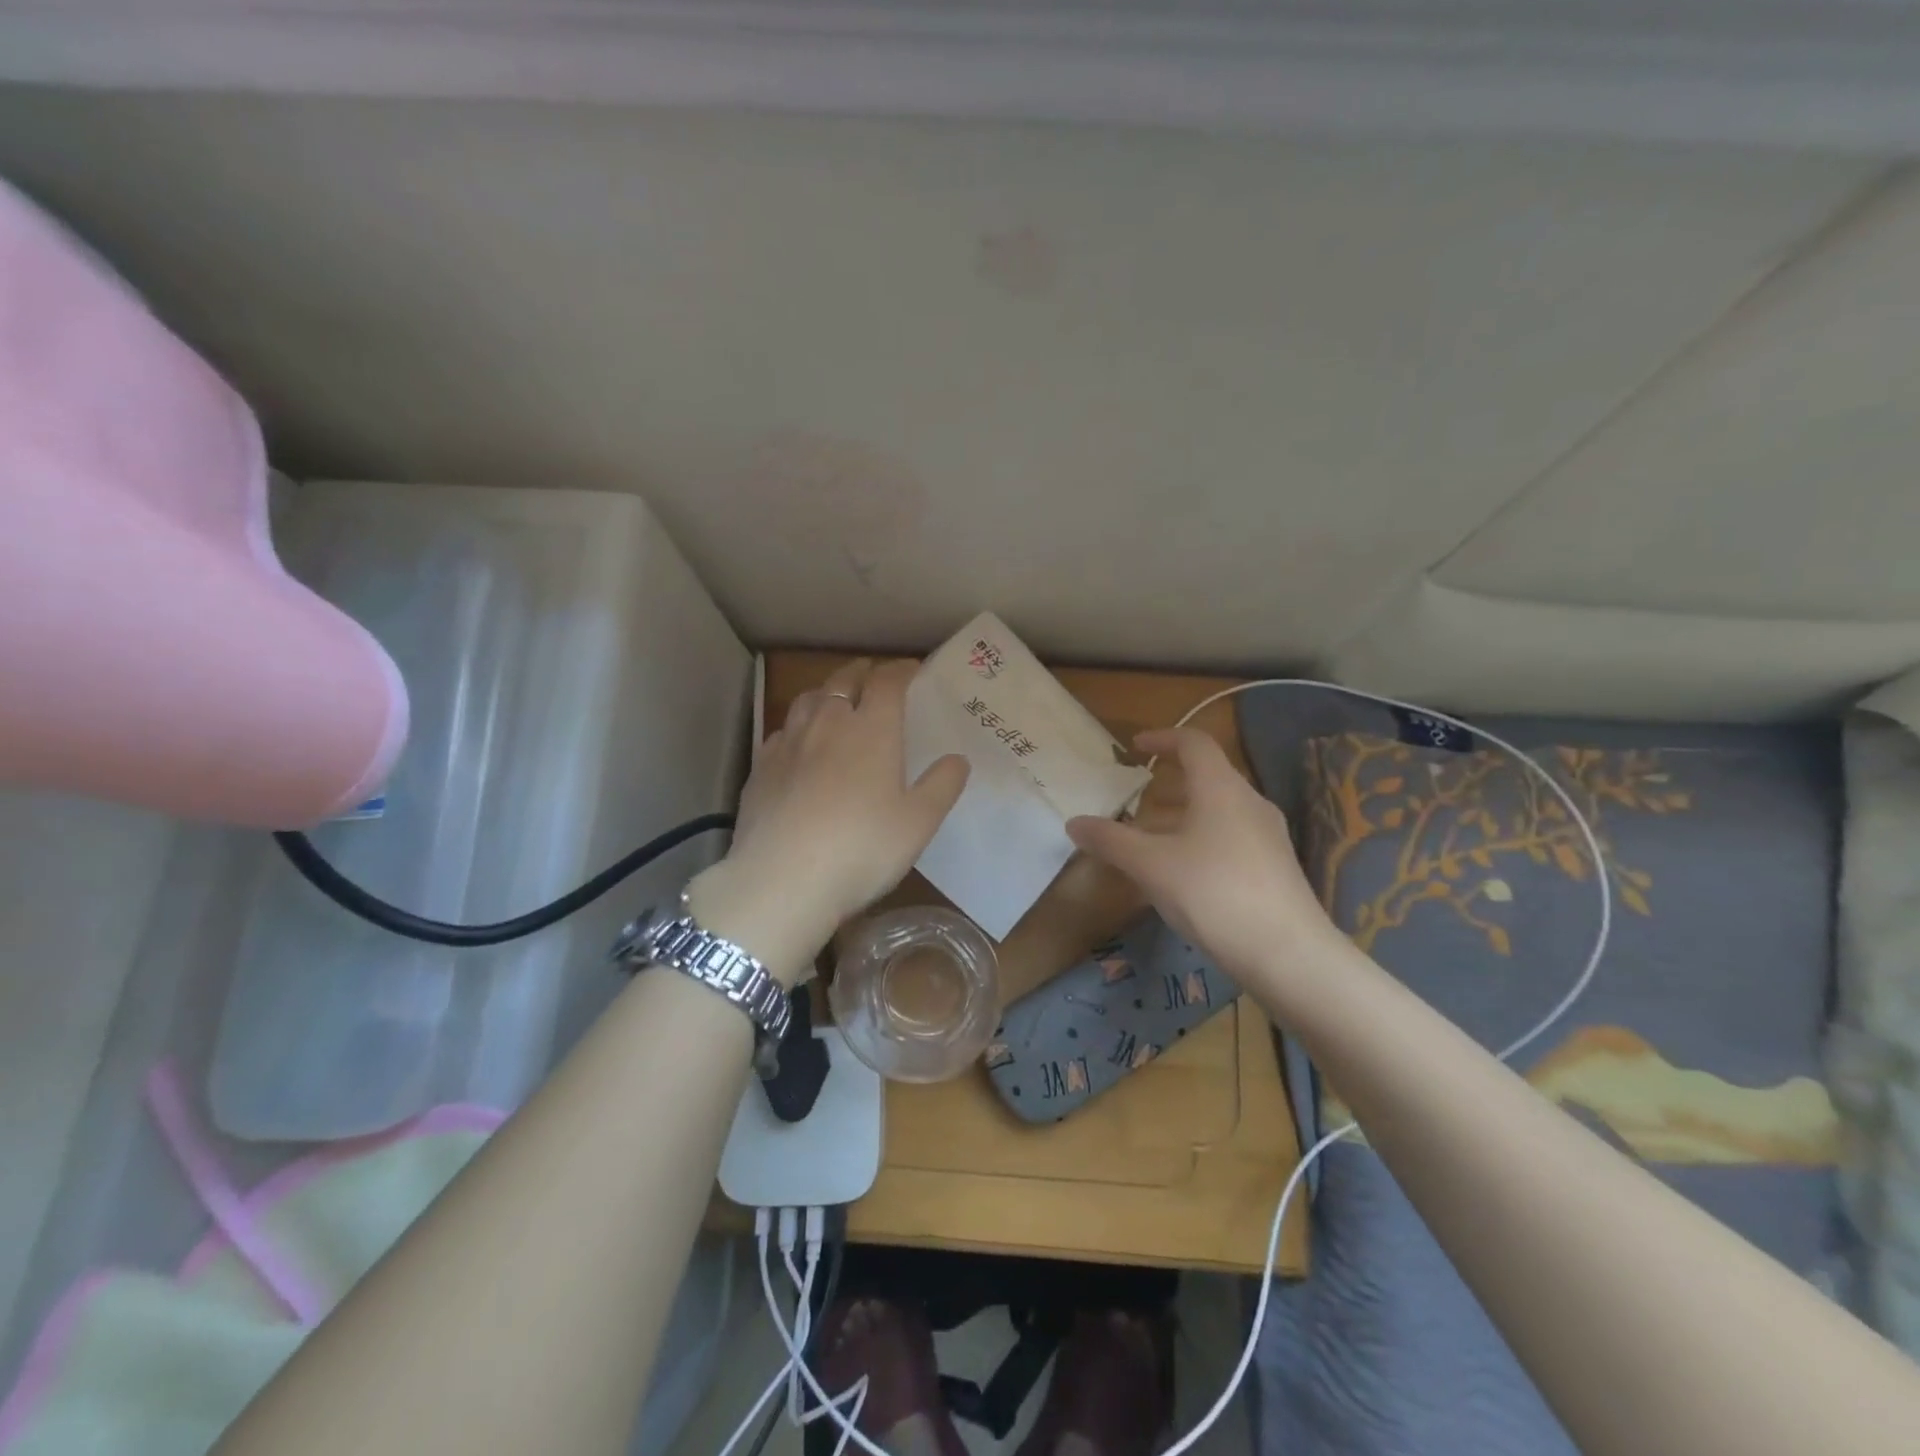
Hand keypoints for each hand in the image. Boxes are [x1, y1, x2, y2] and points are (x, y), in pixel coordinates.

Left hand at [687, 659, 968, 984]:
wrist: (782, 880)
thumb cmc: (862, 848)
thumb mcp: (919, 823)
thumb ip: (942, 786)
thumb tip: (957, 759)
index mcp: (871, 729)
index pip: (887, 681)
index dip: (901, 670)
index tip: (912, 670)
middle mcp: (827, 724)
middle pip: (842, 681)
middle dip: (861, 673)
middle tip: (872, 675)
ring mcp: (788, 744)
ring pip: (807, 700)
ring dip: (826, 693)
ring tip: (835, 701)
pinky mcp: (760, 769)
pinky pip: (782, 732)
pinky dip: (797, 727)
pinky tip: (799, 745)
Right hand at [1065, 727, 1348, 1000]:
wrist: (1287, 954)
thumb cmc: (1213, 893)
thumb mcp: (1150, 866)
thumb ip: (1110, 840)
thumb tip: (1073, 822)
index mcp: (1221, 788)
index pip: (1193, 743)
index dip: (1162, 738)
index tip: (1135, 748)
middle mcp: (1249, 802)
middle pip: (1207, 777)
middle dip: (1168, 785)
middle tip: (1136, 800)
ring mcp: (1267, 836)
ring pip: (1218, 810)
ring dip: (1182, 816)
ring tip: (1150, 841)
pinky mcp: (1274, 867)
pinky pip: (1230, 837)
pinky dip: (1200, 839)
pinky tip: (1182, 875)